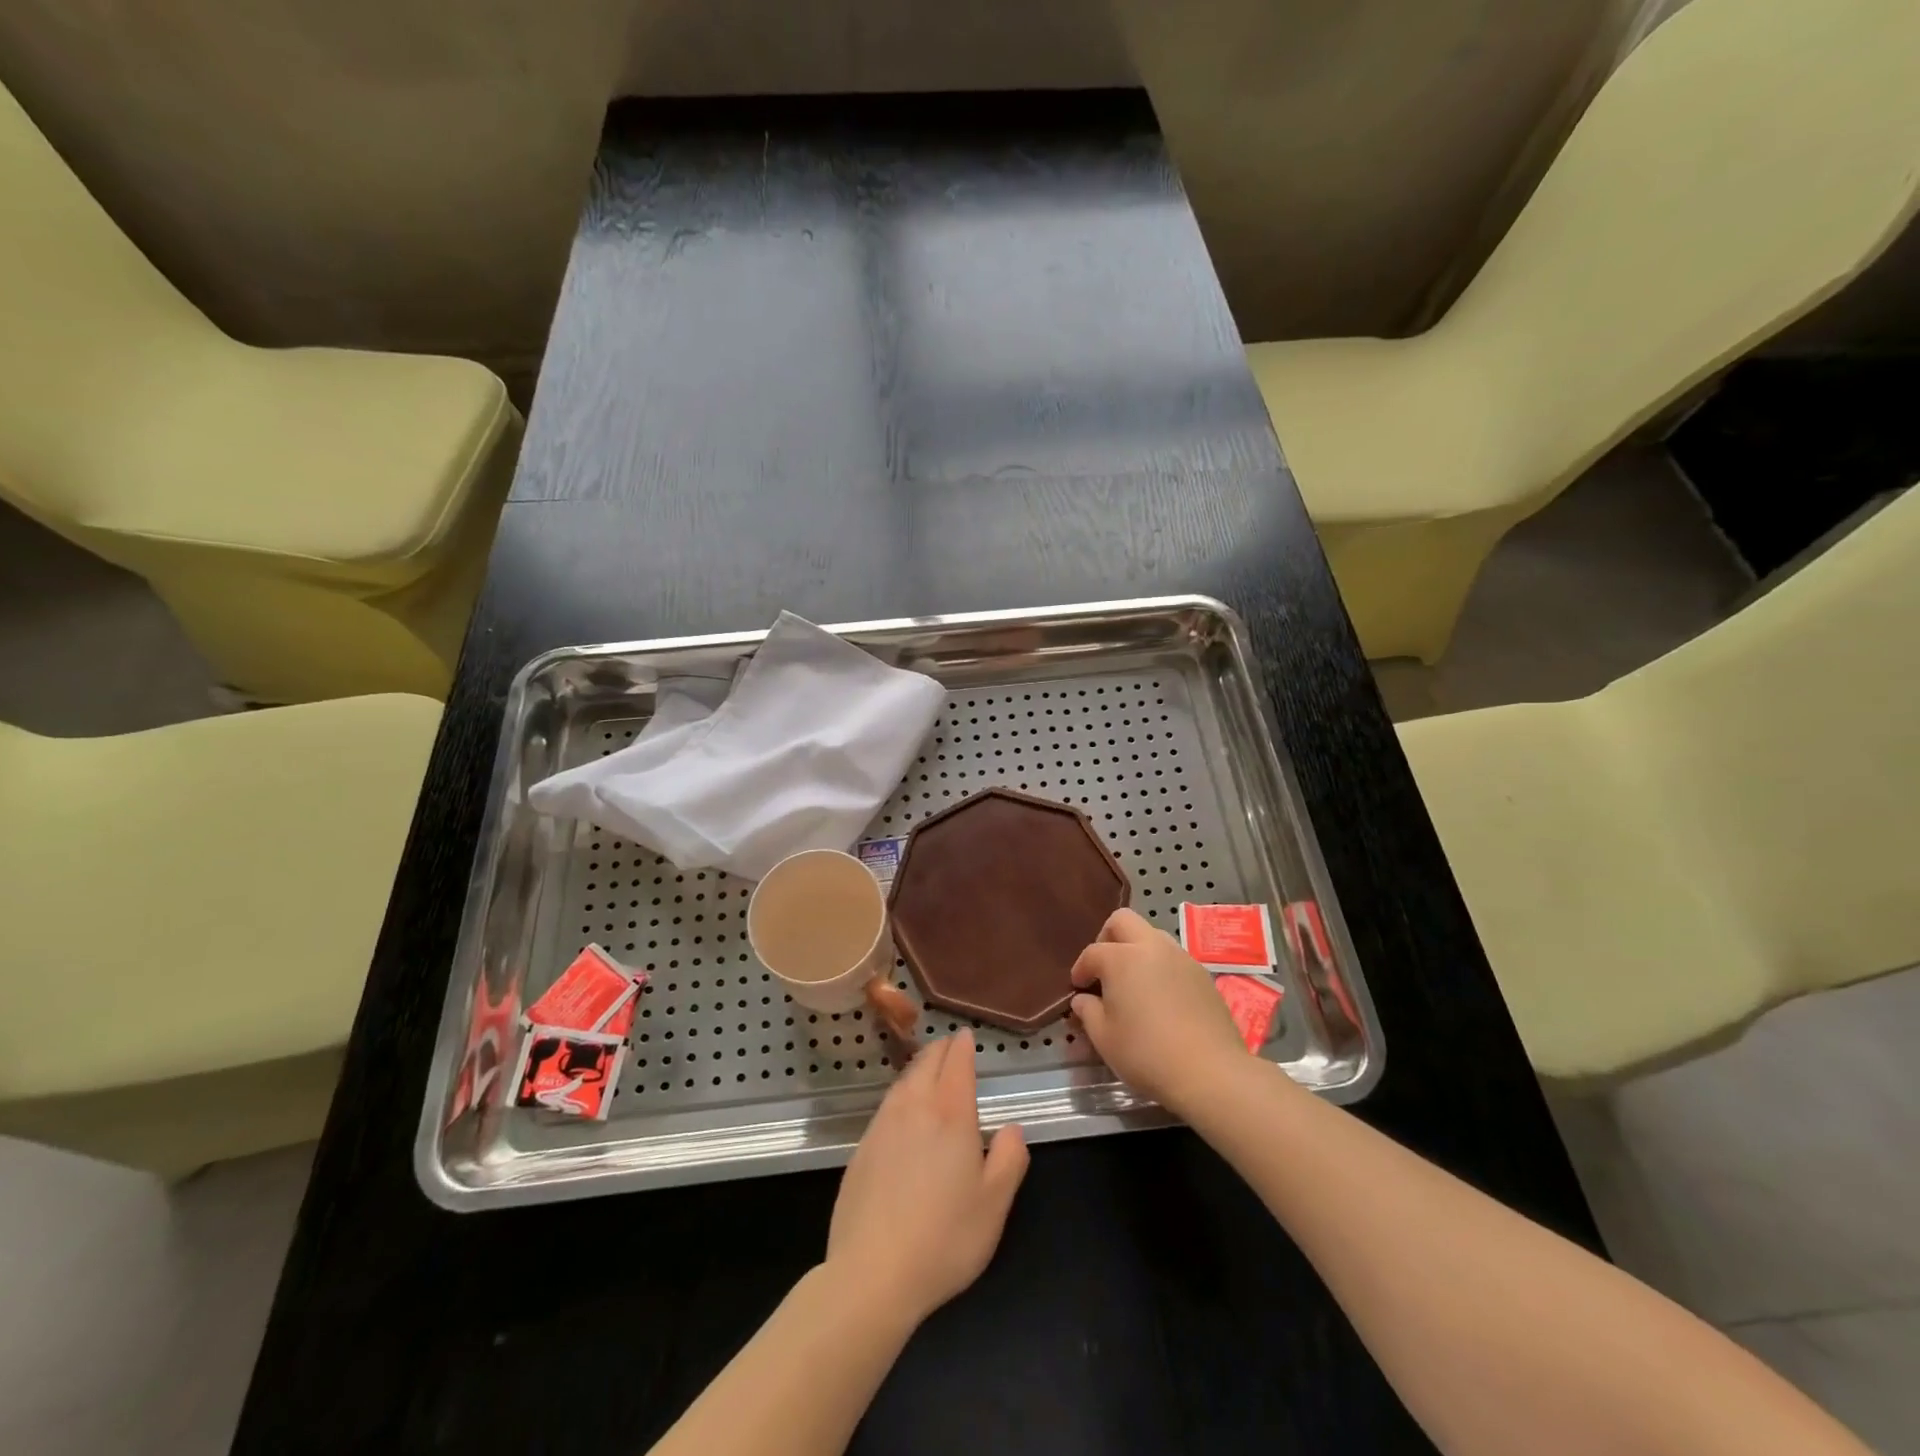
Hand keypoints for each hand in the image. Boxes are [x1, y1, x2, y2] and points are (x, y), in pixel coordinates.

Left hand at [825, 1030, 1028, 1327]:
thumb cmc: (945, 1237)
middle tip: (951, 1047)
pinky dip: (901, 1095)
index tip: (966, 1035)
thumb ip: (1010, 1158)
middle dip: (941, 1050)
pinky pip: (886, 1106)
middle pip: (927, 1063)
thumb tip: (1011, 1128)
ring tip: (928, 1070)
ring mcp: (882, 1125)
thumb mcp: (995, 1204)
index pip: (956, 1062)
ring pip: (903, 1081)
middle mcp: (914, 1107)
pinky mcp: (862, 1148)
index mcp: (951, 1113)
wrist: (872, 1273)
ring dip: (919, 1069)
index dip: (963, 1045)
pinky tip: (903, 1112)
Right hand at [1069, 907, 1249, 1114]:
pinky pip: (1174, 958)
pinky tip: (1161, 998)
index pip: (1093, 952)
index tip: (1078, 987)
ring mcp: (1181, 958)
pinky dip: (1160, 967)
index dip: (1081, 968)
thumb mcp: (1104, 1038)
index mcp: (1122, 958)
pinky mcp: (1203, 975)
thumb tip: (1083, 1000)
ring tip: (1133, 982)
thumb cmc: (1146, 1054)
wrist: (1210, 1072)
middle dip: (1107, 937)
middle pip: (1124, 921)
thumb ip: (1088, 1012)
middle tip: (1104, 968)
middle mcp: (1151, 947)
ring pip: (1153, 935)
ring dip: (1137, 950)